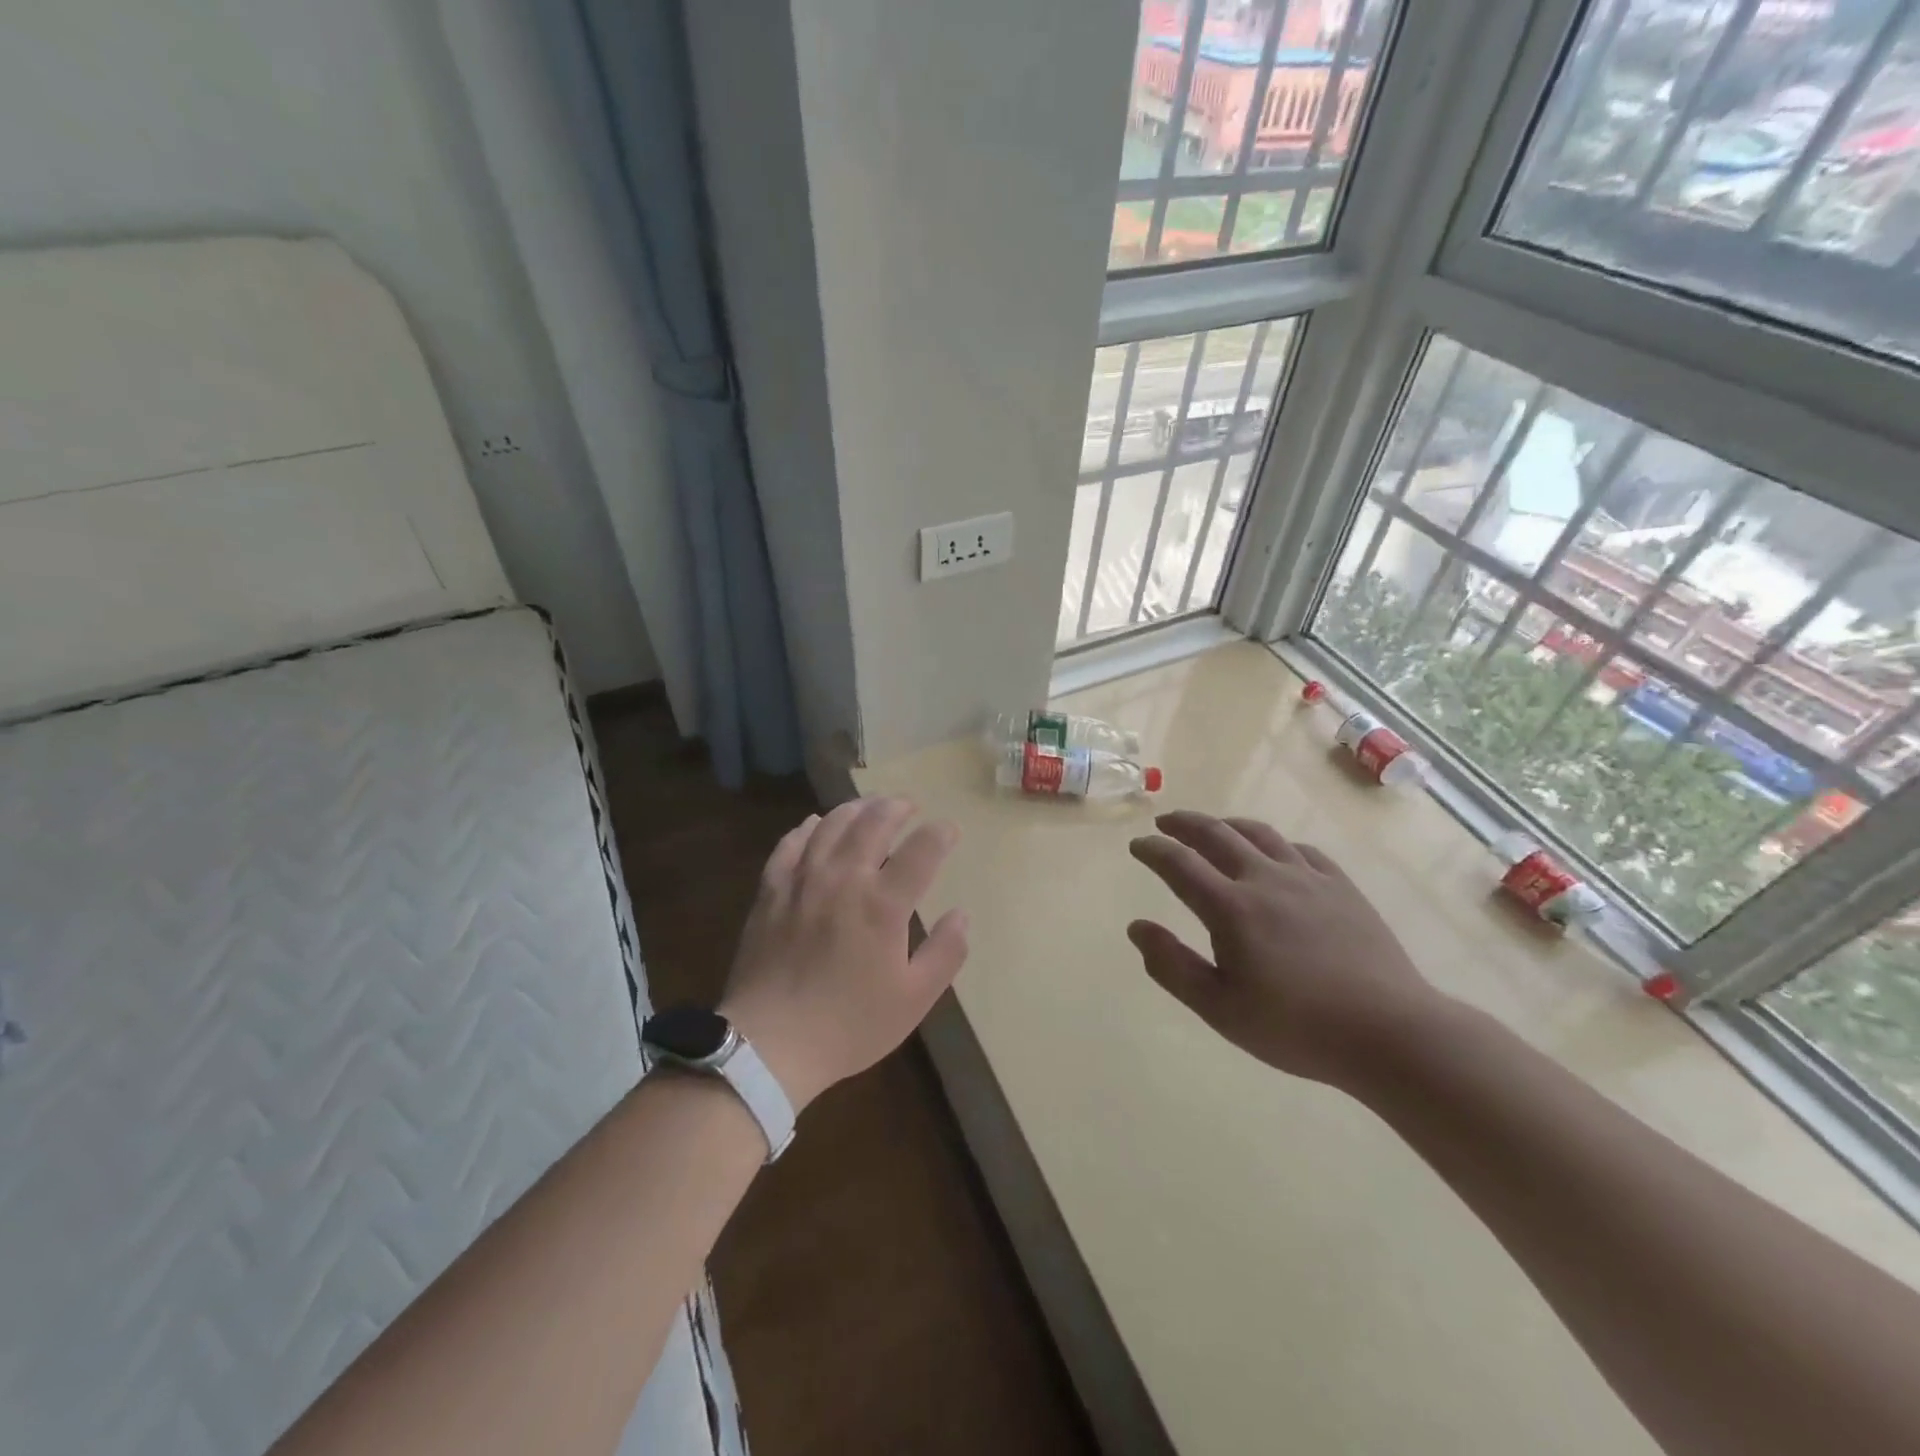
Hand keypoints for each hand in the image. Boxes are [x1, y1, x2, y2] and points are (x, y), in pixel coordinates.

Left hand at [718, 798, 968, 1111]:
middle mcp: (844, 878)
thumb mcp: (913, 999)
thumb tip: (962, 914)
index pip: (922, 850)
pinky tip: (815, 824)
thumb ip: (945, 953)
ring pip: (832, 825)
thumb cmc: (849, 1025)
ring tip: (869, 806)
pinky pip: (790, 843)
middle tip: (908, 805)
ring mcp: (803, 880)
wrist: (769, 1043)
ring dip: (855, 808)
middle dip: (896, 807)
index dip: (941, 833)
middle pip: (874, 823)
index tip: (950, 829)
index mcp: (883, 903)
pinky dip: (807, 827)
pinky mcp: (771, 890)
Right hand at [1127, 811, 1449, 1088]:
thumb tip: (1136, 927)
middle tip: (1165, 822)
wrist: (1389, 1032)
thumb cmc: (1295, 1027)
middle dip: (1184, 824)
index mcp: (1231, 908)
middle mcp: (1265, 879)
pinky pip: (1301, 850)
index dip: (1153, 850)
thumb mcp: (1219, 1008)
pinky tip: (1275, 853)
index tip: (1137, 845)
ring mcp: (1308, 879)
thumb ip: (1172, 966)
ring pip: (1259, 834)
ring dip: (1227, 824)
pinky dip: (1275, 843)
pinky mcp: (1342, 887)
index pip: (1179, 864)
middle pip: (1217, 835)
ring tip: (1214, 827)